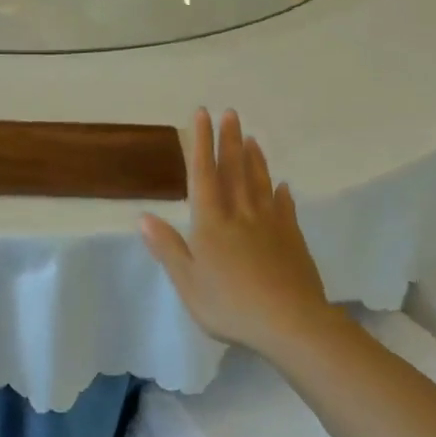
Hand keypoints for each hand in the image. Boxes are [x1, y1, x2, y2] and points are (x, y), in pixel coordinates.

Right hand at [141, 109, 332, 360]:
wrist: (290, 323)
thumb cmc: (230, 304)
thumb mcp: (187, 281)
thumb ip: (167, 247)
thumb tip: (143, 216)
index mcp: (210, 223)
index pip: (203, 174)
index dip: (200, 143)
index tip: (201, 115)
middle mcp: (240, 215)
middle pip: (234, 170)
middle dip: (229, 141)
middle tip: (230, 113)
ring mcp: (270, 225)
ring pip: (260, 183)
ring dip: (254, 159)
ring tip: (251, 138)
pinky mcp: (292, 240)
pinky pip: (285, 208)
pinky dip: (281, 193)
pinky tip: (283, 185)